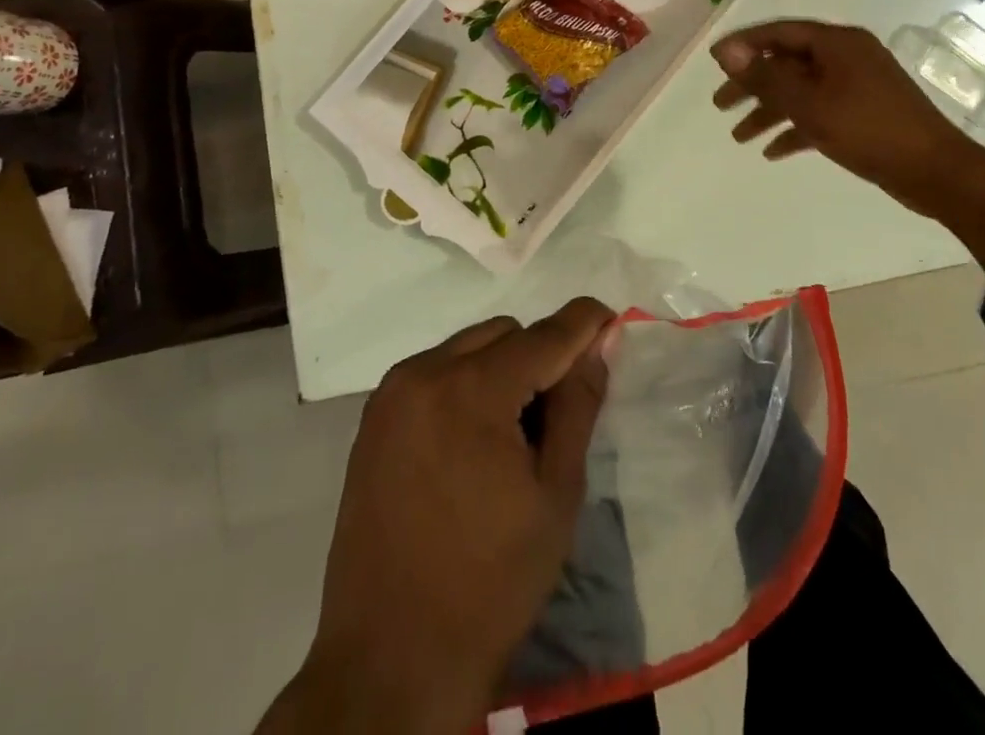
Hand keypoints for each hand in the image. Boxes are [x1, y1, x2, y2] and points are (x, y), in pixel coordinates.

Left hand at [269, 299, 613, 734]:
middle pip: (504, 334)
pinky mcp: (373, 420)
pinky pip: (435, 373)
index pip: (543, 335)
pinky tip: (472, 442)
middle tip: (555, 413)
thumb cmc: (490, 582)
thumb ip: (578, 405)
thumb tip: (597, 343)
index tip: (611, 320)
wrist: (390, 663)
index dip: (584, 323)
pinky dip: (465, 385)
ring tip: (512, 433)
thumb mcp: (556, 493)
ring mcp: (391, 396)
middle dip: (539, 355)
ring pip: (468, 347)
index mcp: (470, 391)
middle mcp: (424, 374)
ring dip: (501, 367)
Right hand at [710, 19, 984, 266]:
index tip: (714, 61)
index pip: (780, 33)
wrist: (935, 171)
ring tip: (738, 136)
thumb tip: (726, 51)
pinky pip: (820, 114)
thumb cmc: (869, 129)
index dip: (744, 45)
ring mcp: (856, 86)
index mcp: (837, 43)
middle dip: (752, 84)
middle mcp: (846, 58)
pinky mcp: (862, 114)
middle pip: (788, 64)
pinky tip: (773, 152)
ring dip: (769, 111)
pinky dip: (796, 129)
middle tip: (719, 103)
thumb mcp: (810, 103)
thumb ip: (766, 77)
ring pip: (801, 92)